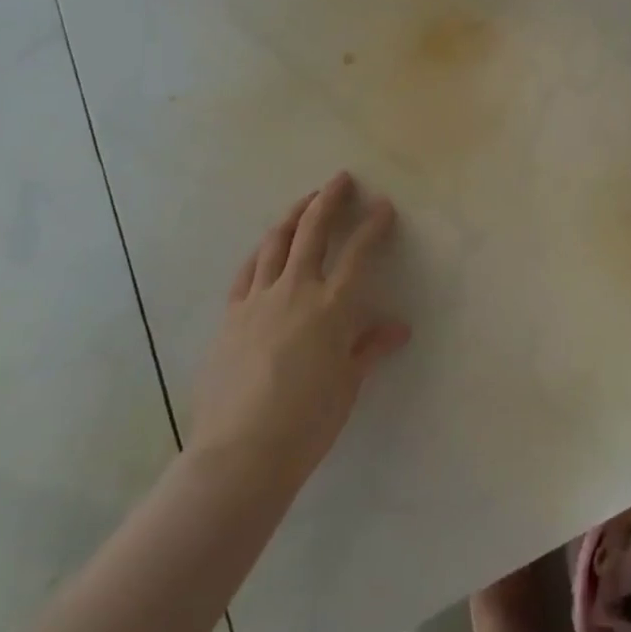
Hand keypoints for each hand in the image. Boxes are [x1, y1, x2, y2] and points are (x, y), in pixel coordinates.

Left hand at [189, 172, 410, 478]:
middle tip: (341, 179)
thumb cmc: (307, 421)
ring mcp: (258, 300)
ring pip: (276, 242)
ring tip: (305, 200)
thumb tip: (399, 328)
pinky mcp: (231, 315)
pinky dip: (261, 251)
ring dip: (293, 215)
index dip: (374, 225)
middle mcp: (296, 291)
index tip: (384, 205)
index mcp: (332, 307)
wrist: (241, 452)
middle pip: (313, 231)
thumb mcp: (347, 384)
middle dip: (329, 200)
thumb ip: (369, 347)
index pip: (358, 253)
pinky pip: (247, 271)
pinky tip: (266, 246)